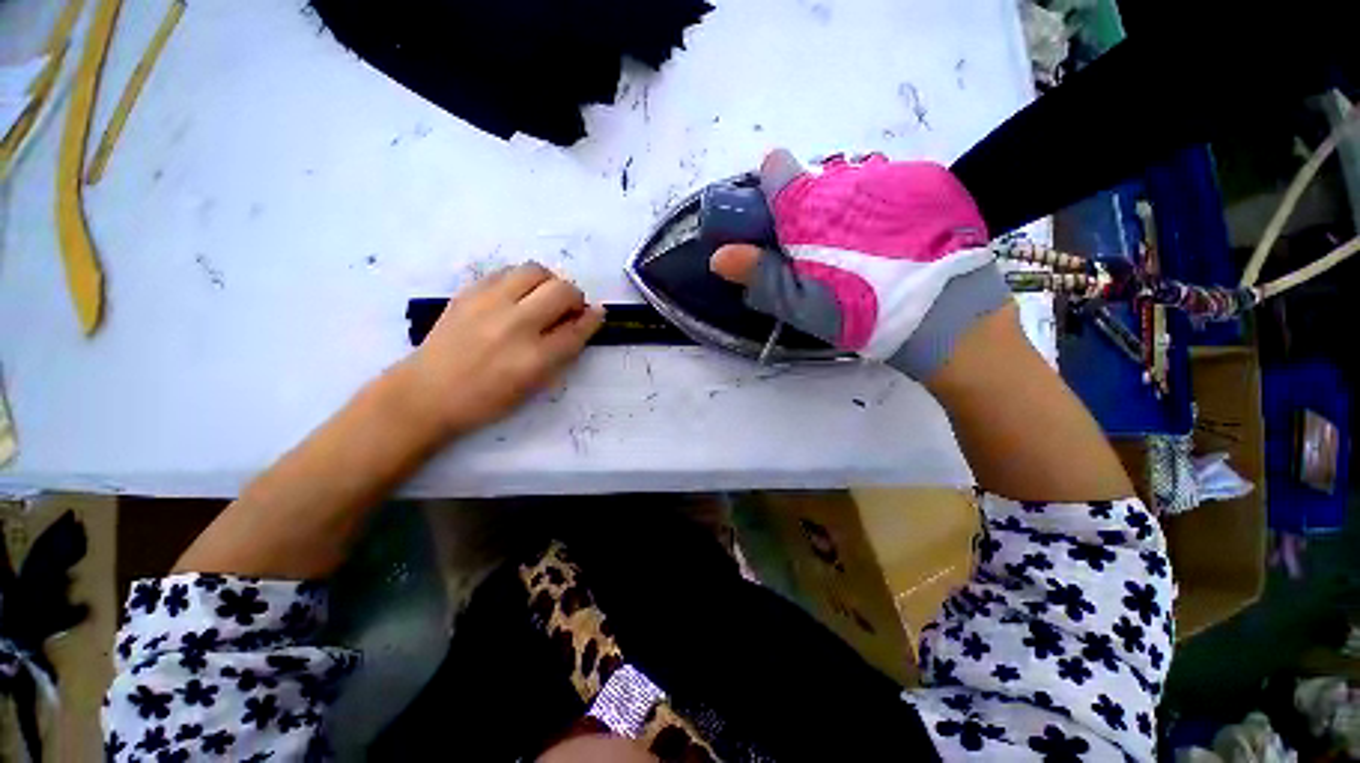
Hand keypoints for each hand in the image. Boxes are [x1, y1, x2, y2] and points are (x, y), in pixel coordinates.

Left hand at [393, 263, 604, 439]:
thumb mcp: (535, 386)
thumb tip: (582, 323)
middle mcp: (516, 325)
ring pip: (535, 271)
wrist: (427, 393)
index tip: (597, 313)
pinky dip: (520, 280)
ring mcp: (490, 304)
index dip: (593, 318)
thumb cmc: (487, 399)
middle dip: (574, 297)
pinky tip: (516, 296)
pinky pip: (506, 271)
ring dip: (548, 282)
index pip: (578, 328)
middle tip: (568, 308)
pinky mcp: (469, 292)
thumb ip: (562, 353)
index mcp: (536, 357)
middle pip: (562, 291)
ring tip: (542, 297)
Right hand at [709, 149, 1011, 380]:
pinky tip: (897, 243)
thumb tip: (719, 256)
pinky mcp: (929, 181)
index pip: (775, 169)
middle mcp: (848, 177)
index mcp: (810, 206)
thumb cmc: (863, 312)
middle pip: (814, 184)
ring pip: (851, 186)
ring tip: (865, 254)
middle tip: (824, 256)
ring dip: (846, 212)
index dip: (770, 194)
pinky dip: (881, 210)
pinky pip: (888, 188)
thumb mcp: (802, 305)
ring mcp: (892, 174)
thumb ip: (759, 275)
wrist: (949, 317)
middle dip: (809, 213)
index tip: (777, 225)